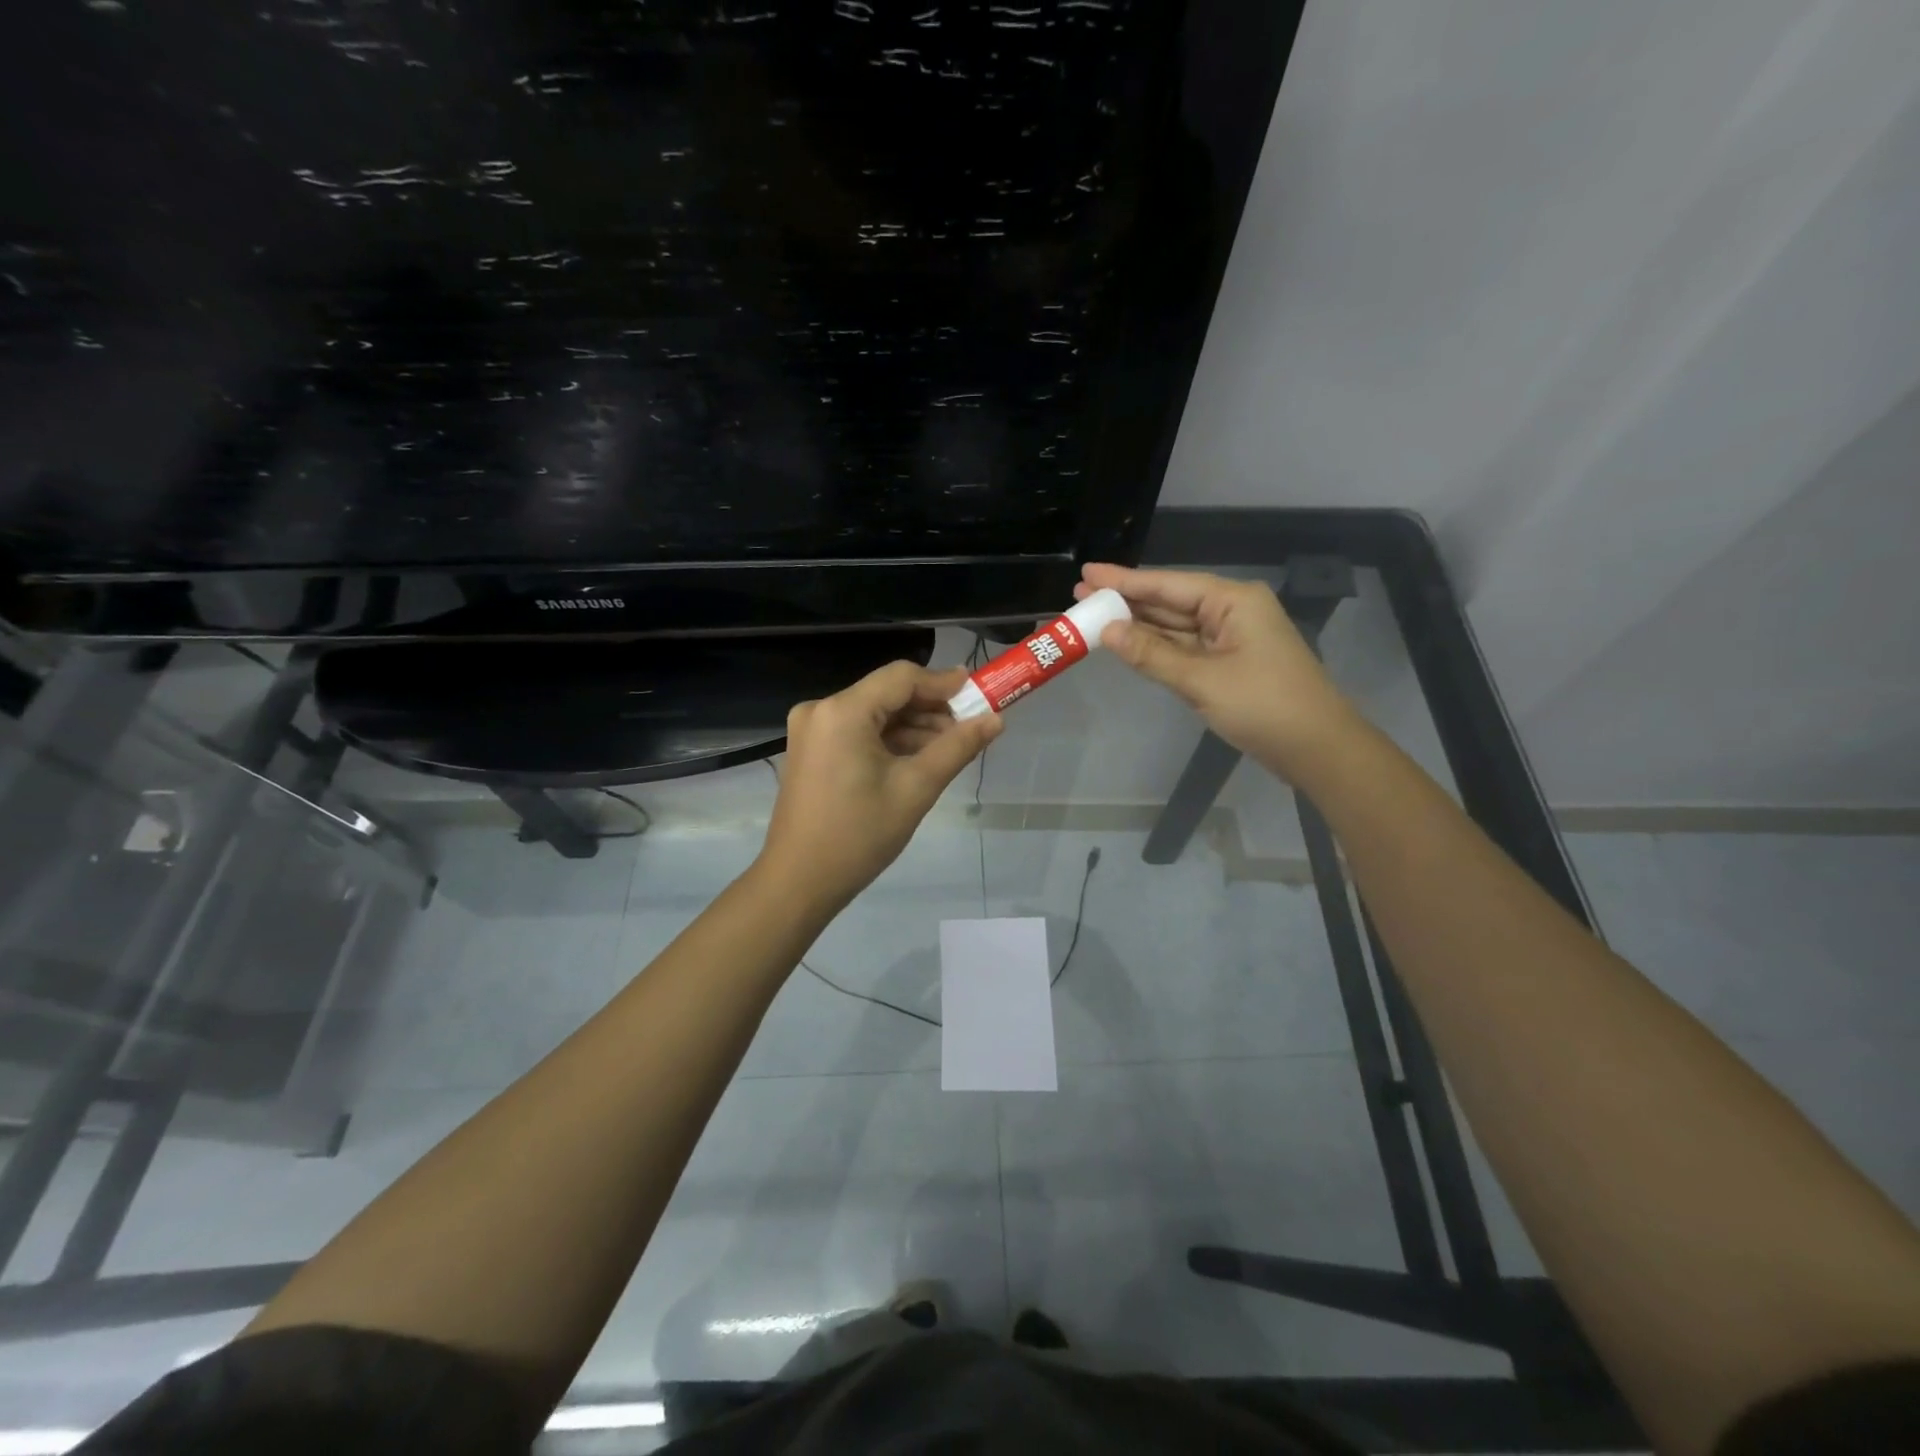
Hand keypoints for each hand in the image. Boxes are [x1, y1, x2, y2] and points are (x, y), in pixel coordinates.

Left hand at [759, 660, 1002, 910]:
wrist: (799, 881)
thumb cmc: (859, 835)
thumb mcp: (916, 789)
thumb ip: (957, 747)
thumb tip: (996, 719)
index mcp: (842, 711)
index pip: (902, 677)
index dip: (944, 684)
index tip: (980, 695)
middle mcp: (821, 709)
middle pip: (887, 693)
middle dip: (931, 709)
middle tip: (970, 728)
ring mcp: (812, 730)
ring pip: (874, 714)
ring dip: (912, 727)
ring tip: (951, 748)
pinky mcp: (811, 749)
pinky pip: (858, 732)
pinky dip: (889, 741)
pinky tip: (919, 759)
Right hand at [1077, 563, 1356, 776]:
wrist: (1317, 748)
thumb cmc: (1264, 706)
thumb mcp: (1201, 680)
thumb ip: (1151, 654)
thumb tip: (1106, 630)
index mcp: (1232, 601)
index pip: (1168, 584)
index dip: (1124, 579)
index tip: (1087, 573)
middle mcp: (1231, 611)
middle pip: (1170, 601)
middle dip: (1127, 600)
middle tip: (1080, 596)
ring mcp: (1231, 638)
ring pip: (1175, 626)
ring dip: (1138, 625)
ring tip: (1094, 617)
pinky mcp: (1229, 664)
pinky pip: (1184, 648)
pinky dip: (1157, 647)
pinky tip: (1128, 643)